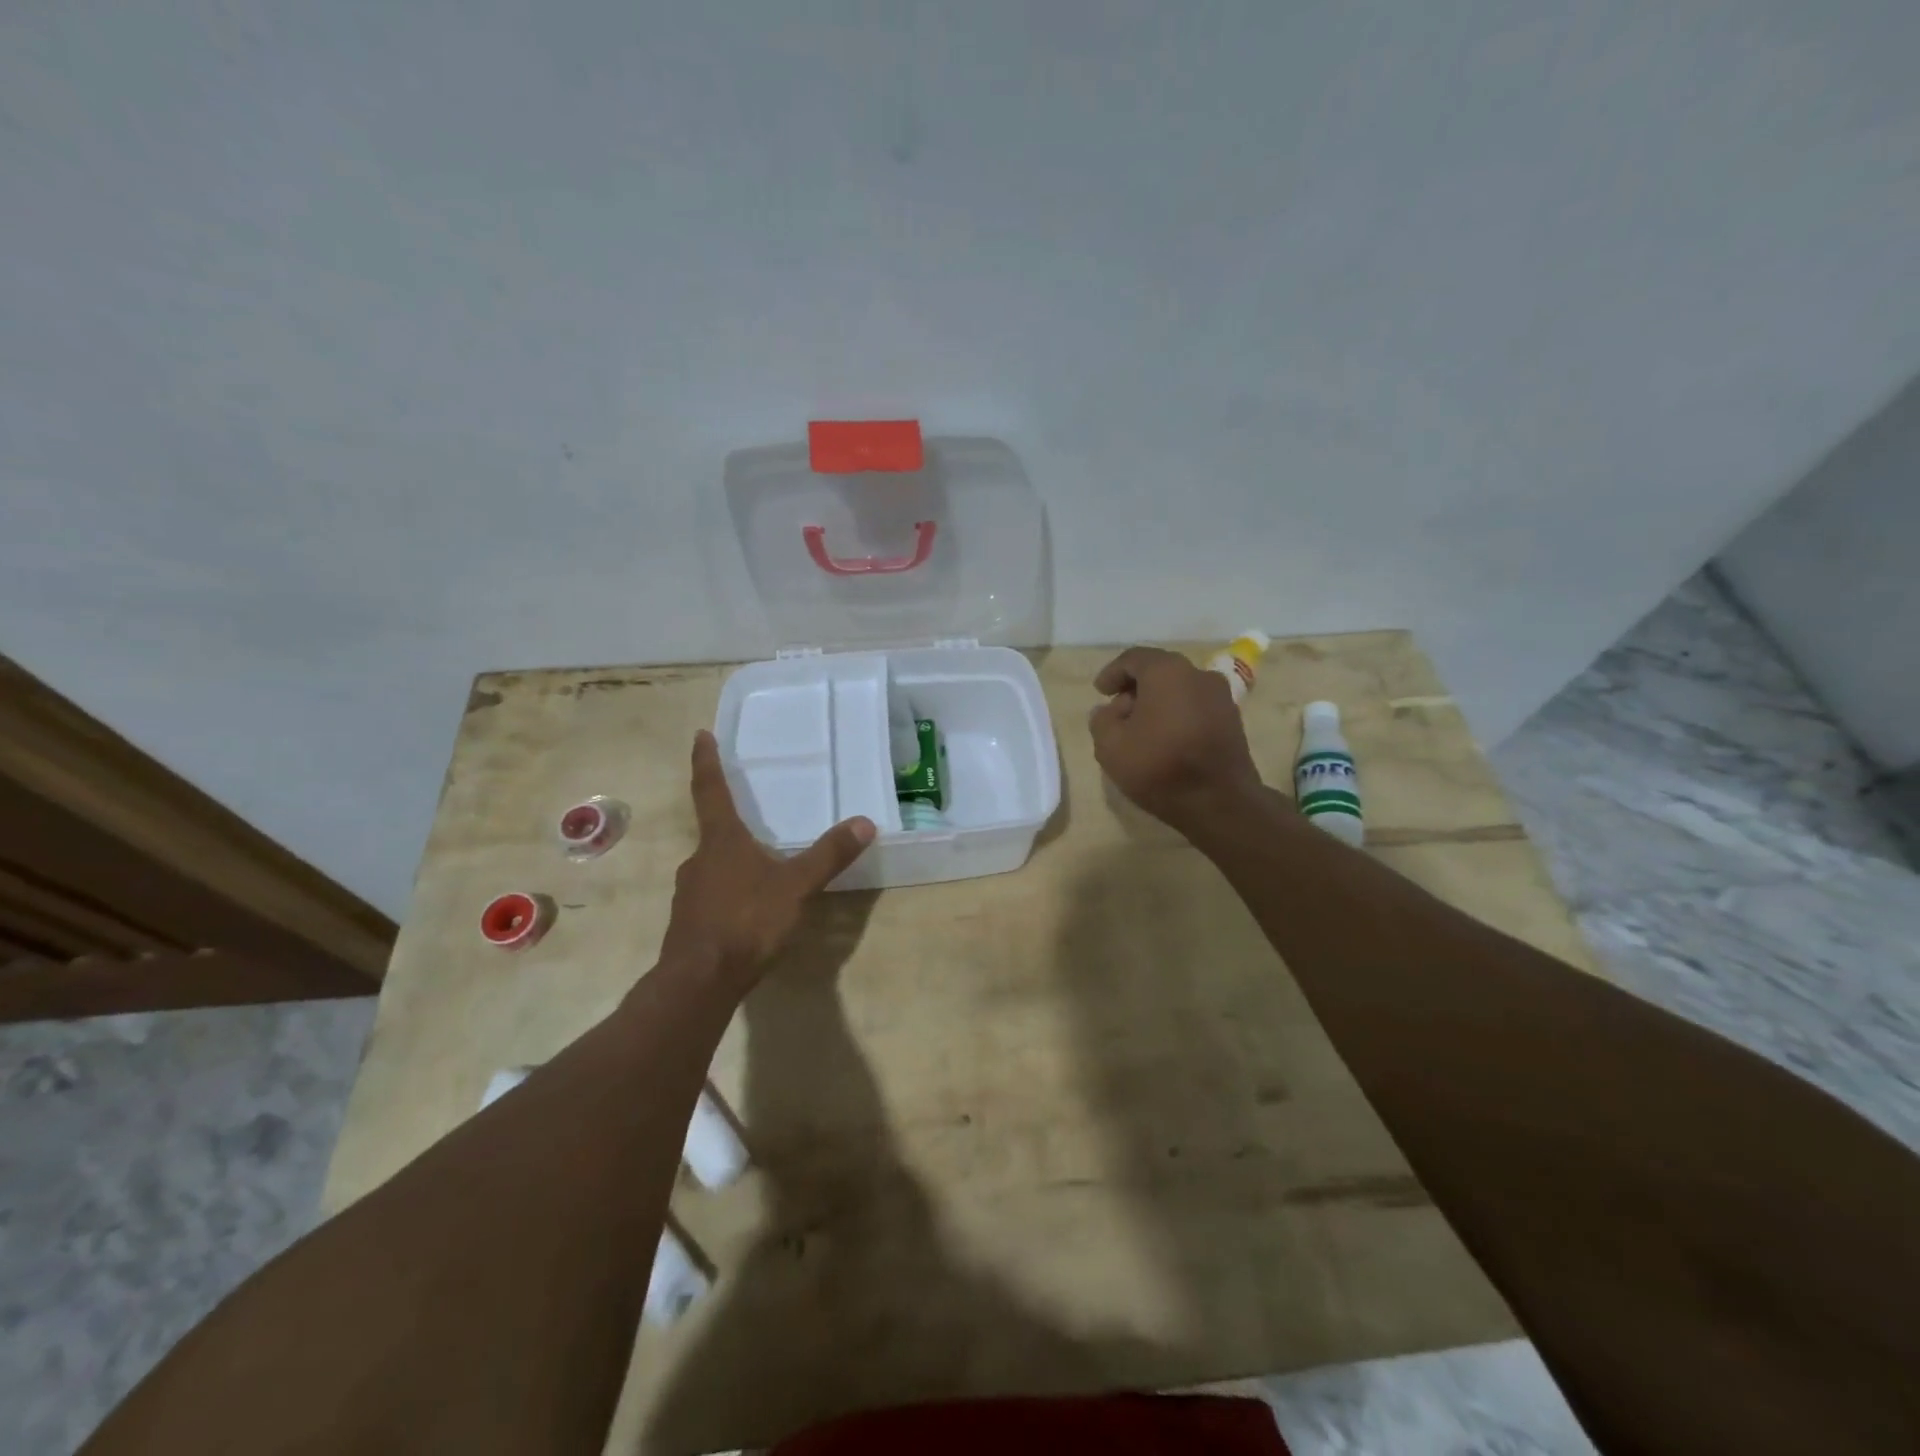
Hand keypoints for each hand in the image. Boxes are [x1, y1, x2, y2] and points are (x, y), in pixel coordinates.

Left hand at [659, 731, 875, 983]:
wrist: (699, 982)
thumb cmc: (747, 921)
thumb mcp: (796, 886)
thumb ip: (829, 855)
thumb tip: (865, 822)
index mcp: (722, 841)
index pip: (711, 790)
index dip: (706, 762)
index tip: (700, 735)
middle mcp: (699, 860)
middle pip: (713, 832)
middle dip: (731, 824)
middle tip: (752, 819)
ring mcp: (689, 893)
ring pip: (713, 867)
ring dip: (732, 863)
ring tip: (760, 870)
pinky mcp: (689, 924)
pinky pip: (712, 897)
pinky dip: (729, 894)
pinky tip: (748, 911)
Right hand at [1090, 646, 1265, 833]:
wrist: (1219, 802)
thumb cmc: (1159, 766)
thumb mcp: (1110, 745)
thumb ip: (1101, 720)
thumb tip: (1109, 711)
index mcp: (1167, 672)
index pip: (1134, 659)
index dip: (1112, 673)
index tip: (1100, 692)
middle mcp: (1199, 674)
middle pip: (1160, 672)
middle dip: (1135, 688)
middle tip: (1117, 712)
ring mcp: (1221, 697)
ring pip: (1180, 690)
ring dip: (1158, 703)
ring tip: (1140, 730)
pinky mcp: (1233, 721)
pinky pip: (1196, 707)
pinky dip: (1177, 715)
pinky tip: (1165, 740)